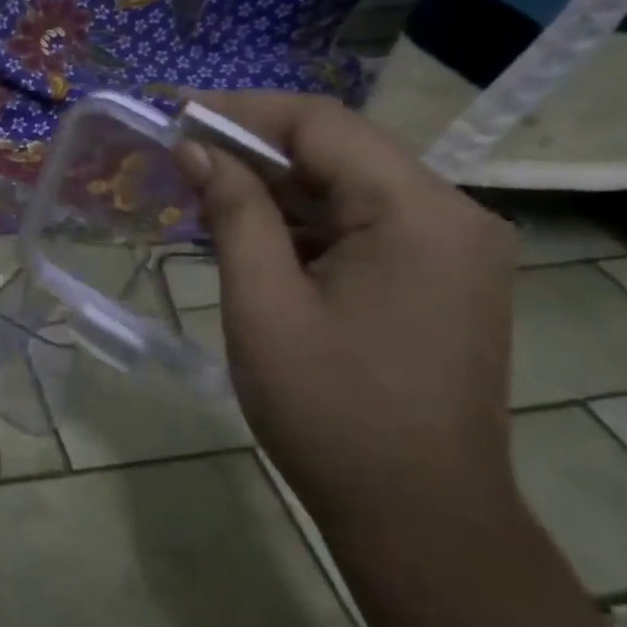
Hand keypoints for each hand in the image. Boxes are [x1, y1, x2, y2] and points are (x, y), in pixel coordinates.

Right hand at [181, 92, 518, 531]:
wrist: (418, 515)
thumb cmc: (331, 412)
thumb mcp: (264, 306)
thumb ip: (234, 214)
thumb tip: (197, 149)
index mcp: (418, 213)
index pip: (322, 124)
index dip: (241, 111)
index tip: (174, 116)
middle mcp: (451, 215)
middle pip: (340, 151)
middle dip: (253, 150)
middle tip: (178, 159)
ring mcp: (452, 250)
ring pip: (349, 190)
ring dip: (275, 189)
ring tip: (201, 197)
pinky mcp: (440, 280)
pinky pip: (364, 228)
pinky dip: (304, 226)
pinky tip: (250, 238)